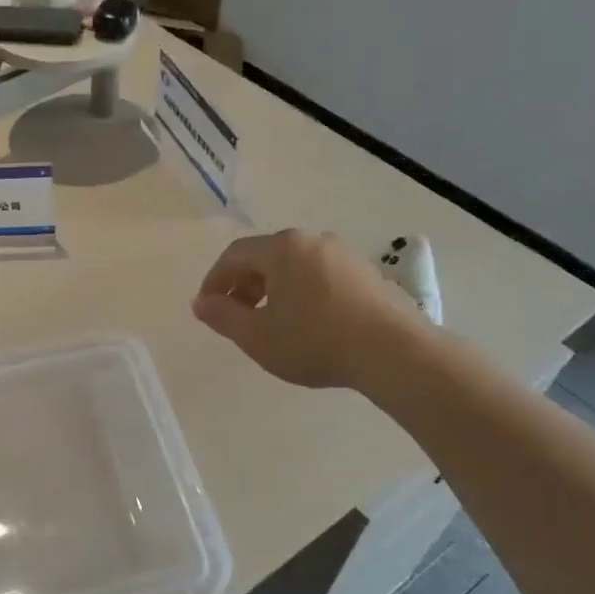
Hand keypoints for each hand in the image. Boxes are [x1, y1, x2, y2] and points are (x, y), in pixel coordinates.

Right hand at [192, 229, 428, 390]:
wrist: (393, 352)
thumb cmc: (314, 341)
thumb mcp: (257, 336)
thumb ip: (223, 316)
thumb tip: (201, 302)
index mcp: (282, 249)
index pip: (234, 255)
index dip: (214, 280)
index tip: (205, 307)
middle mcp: (313, 241)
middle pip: (266, 257)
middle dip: (243, 284)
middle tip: (234, 315)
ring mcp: (345, 255)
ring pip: (295, 267)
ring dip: (273, 289)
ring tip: (269, 321)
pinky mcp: (368, 274)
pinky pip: (321, 277)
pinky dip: (302, 293)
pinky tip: (306, 323)